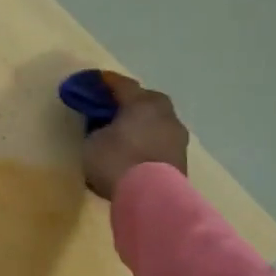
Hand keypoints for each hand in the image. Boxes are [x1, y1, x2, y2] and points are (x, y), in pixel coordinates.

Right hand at [81, 70, 189, 200]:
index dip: (107, 82)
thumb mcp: (93, 141)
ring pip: (157, 122)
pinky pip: (161, 142)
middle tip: (115, 108)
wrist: (151, 196)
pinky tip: (137, 153)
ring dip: (143, 124)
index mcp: (143, 102)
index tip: (97, 79)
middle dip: (132, 102)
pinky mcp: (181, 159)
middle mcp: (165, 114)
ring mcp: (177, 137)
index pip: (123, 85)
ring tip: (127, 134)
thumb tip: (106, 128)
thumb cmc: (116, 160)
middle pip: (147, 100)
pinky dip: (149, 143)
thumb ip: (99, 128)